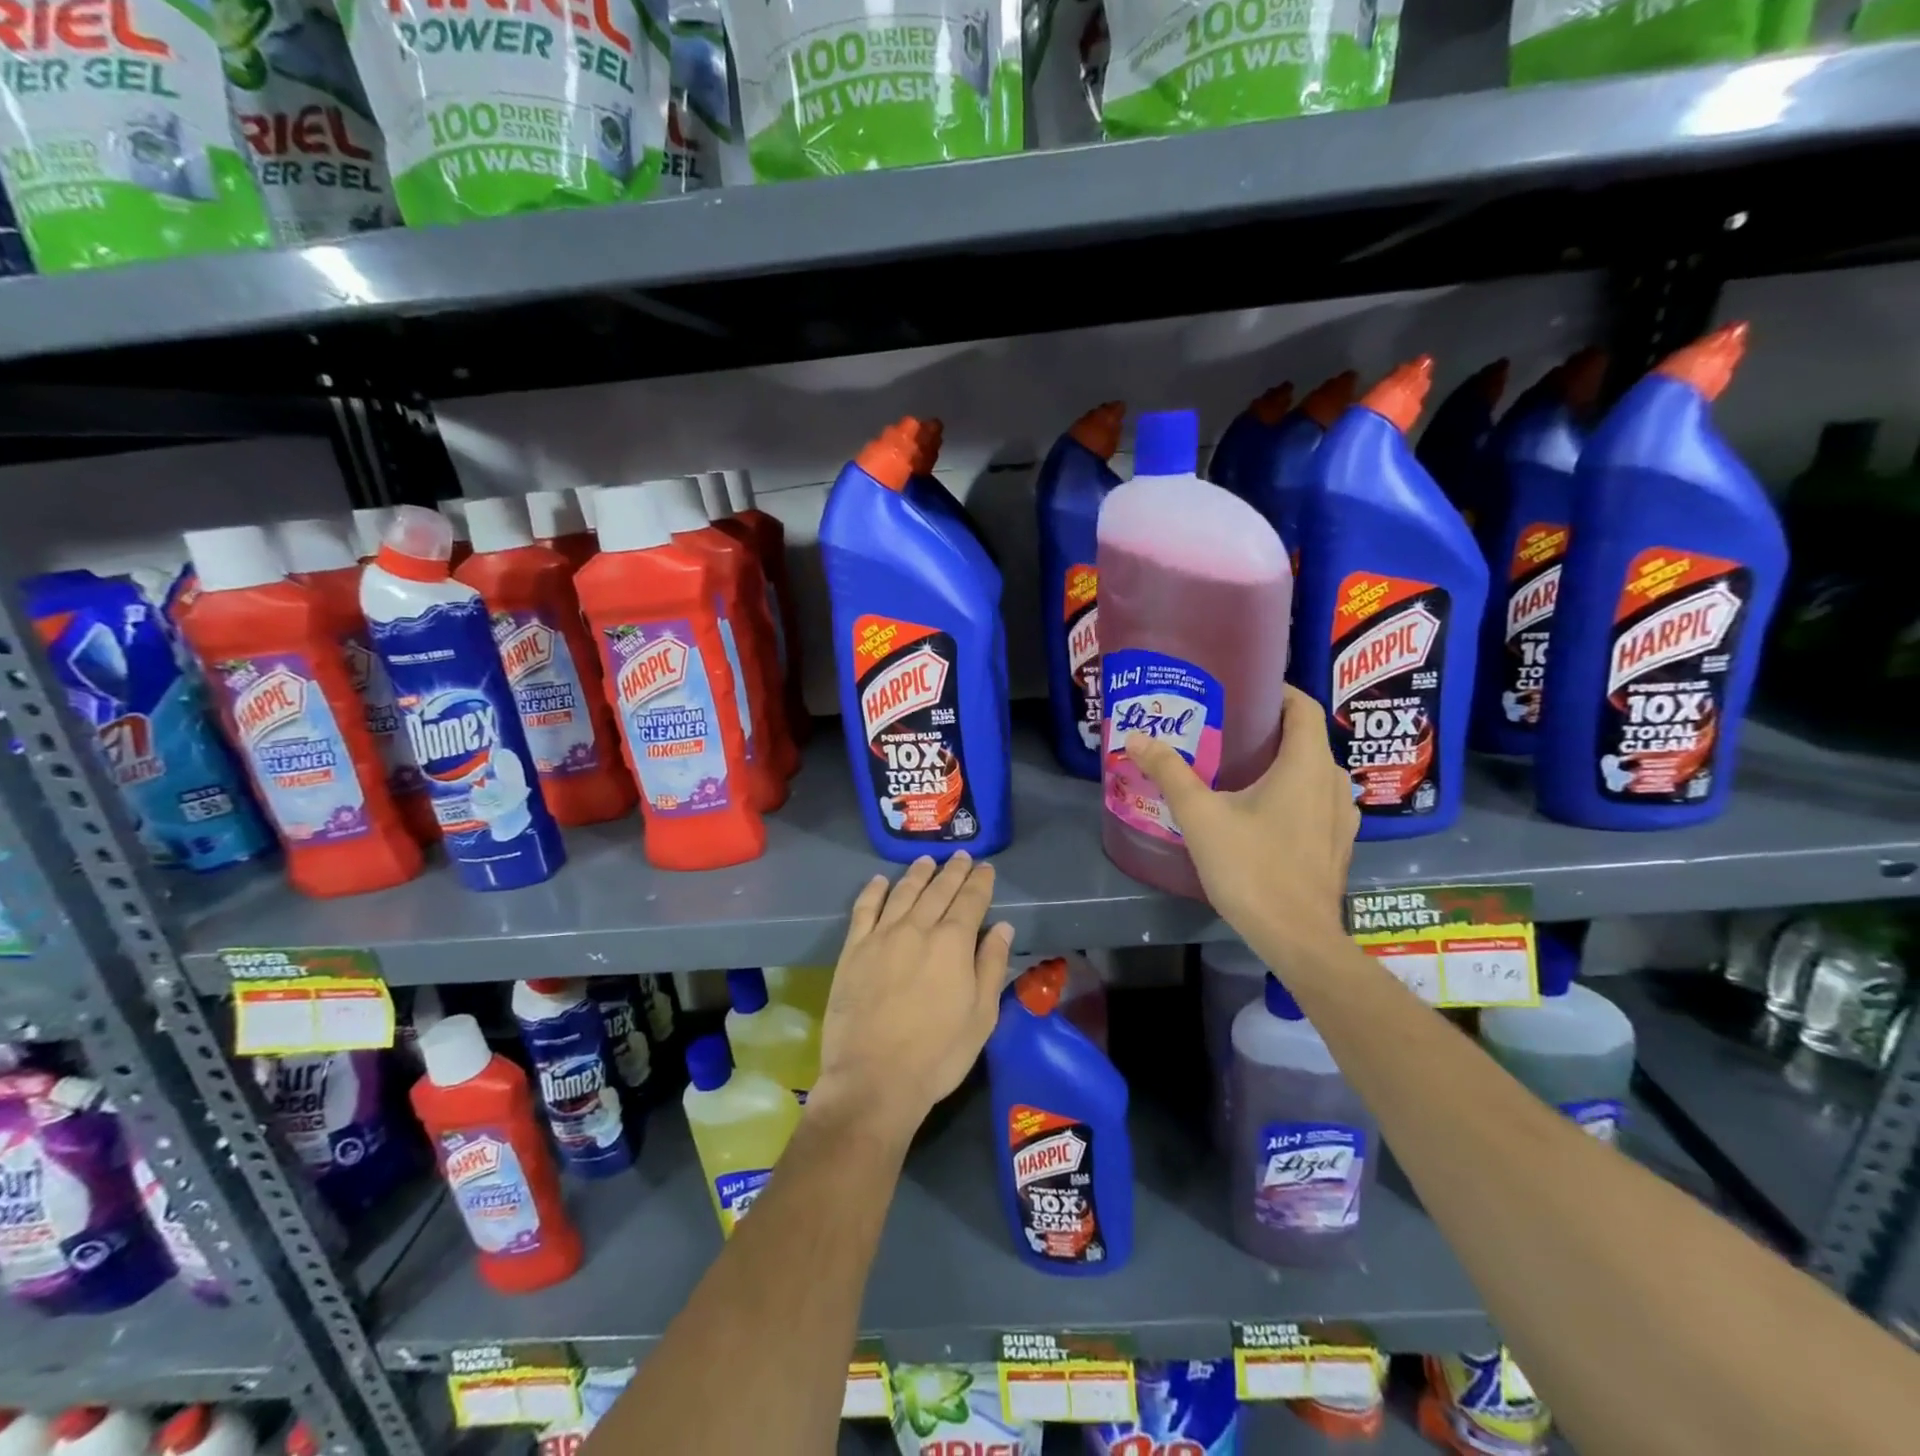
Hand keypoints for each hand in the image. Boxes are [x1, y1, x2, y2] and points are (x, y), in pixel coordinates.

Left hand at [811, 853, 1014, 1146]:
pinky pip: (864, 910)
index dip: (980, 882)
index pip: (970, 901)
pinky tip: (880, 881)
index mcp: (952, 943)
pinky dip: (873, 891)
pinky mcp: (853, 950)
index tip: (985, 869)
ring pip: (902, 892)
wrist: (873, 1080)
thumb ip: (991, 966)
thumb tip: (1002, 927)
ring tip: (927, 861)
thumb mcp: (981, 1017)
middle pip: (938, 890)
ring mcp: (881, 937)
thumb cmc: (937, 1054)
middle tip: (960, 856)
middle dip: (952, 871)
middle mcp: (917, 929)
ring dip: (917, 874)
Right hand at [1125, 685, 1356, 958]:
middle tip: (1227, 729)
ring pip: (1312, 772)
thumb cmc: (1251, 868)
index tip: (1243, 690)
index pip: (1304, 707)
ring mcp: (1341, 816)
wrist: (1296, 938)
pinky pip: (1316, 801)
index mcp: (1307, 764)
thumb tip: (1136, 737)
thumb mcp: (1200, 816)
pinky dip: (1293, 793)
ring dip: (1283, 763)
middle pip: (1306, 739)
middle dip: (1270, 729)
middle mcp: (1333, 782)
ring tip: (1241, 769)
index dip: (1278, 691)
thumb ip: (1170, 772)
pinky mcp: (1337, 844)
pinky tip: (1263, 812)